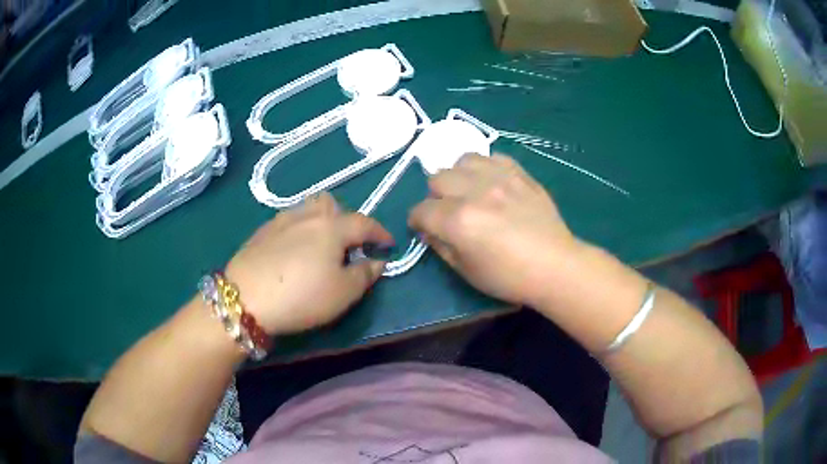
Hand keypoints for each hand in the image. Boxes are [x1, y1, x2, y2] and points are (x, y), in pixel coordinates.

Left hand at [225, 193, 392, 333]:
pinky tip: (292, 251)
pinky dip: (299, 229)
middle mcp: (307, 215)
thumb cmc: (301, 296)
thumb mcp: (343, 293)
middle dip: (345, 218)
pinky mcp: (261, 231)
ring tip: (319, 245)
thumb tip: (377, 261)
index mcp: (332, 227)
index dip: (380, 233)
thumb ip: (365, 274)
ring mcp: (281, 220)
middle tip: (347, 243)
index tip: (389, 244)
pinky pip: (288, 220)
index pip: (364, 223)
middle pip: (331, 204)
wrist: (245, 298)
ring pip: (307, 209)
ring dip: (320, 220)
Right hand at [408, 153, 580, 306]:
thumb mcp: (466, 271)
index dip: (417, 221)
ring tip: (469, 192)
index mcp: (458, 221)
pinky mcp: (519, 173)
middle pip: (437, 179)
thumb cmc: (509, 277)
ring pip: (462, 161)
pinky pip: (492, 157)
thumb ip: (440, 246)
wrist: (555, 266)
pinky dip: (485, 168)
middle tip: (449, 212)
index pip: (421, 210)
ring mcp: (499, 178)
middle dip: (436, 197)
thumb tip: (427, 229)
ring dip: (458, 177)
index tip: (424, 228)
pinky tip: (492, 184)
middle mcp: (475, 192)